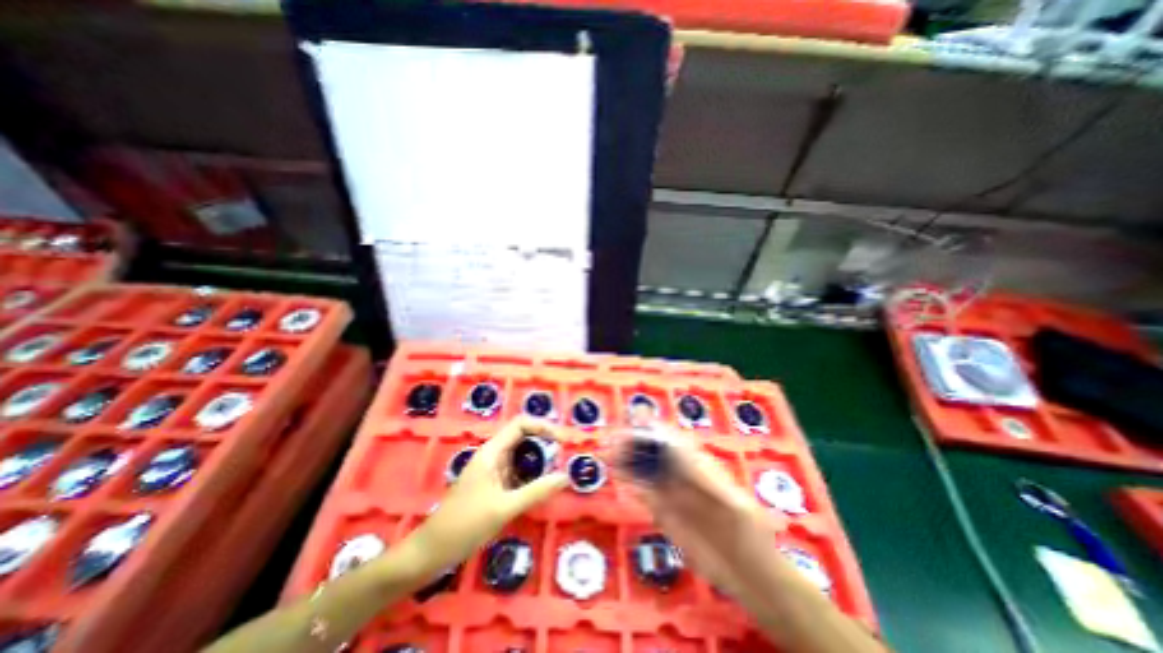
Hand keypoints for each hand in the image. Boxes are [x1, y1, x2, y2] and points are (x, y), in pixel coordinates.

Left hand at [410, 419, 571, 576]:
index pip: (520, 424)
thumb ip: (536, 491)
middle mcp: (493, 455)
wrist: (430, 552)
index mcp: (492, 452)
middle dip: (544, 443)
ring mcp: (492, 470)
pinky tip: (541, 486)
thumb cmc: (465, 525)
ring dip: (539, 460)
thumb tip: (565, 477)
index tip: (561, 440)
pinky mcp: (492, 485)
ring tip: (557, 471)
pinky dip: (531, 475)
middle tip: (563, 457)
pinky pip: (516, 472)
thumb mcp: (504, 508)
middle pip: (522, 437)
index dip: (542, 426)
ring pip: (520, 456)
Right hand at [621, 432, 785, 598]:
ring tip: (606, 454)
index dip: (652, 428)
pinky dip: (629, 481)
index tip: (632, 421)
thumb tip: (680, 453)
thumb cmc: (749, 535)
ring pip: (645, 468)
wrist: (749, 574)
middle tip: (611, 441)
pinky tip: (617, 475)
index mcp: (700, 464)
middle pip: (653, 450)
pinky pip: (643, 491)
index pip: (671, 439)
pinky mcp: (663, 512)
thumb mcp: (737, 506)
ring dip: (626, 459)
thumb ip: (707, 480)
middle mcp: (682, 473)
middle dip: (633, 442)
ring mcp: (672, 492)